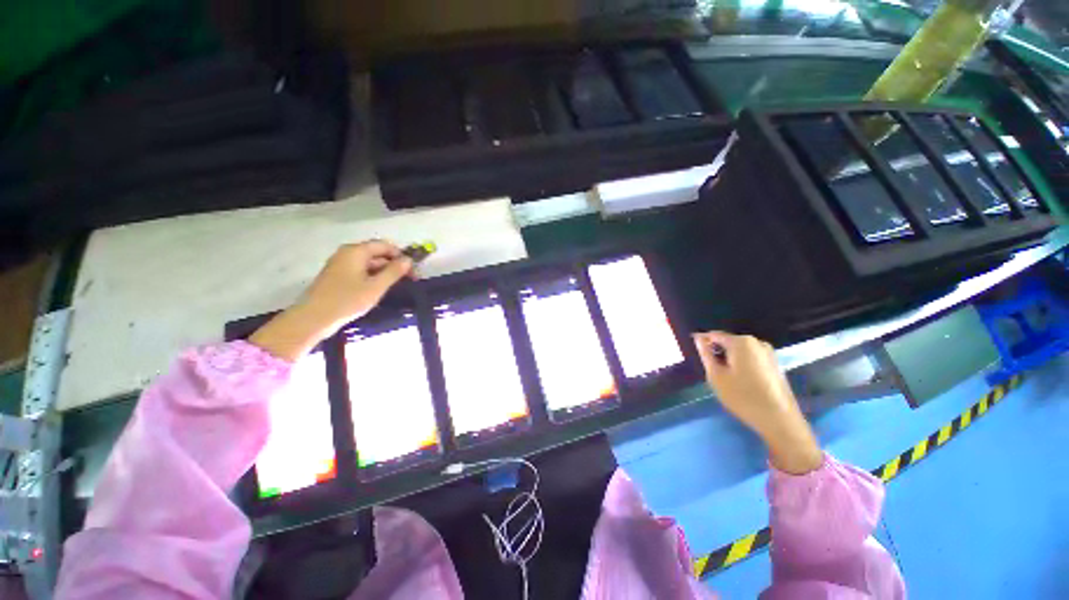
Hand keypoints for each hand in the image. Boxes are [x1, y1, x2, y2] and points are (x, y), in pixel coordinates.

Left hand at [250, 241, 413, 361]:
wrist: (313, 318)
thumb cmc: (347, 300)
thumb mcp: (376, 287)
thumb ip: (394, 272)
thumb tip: (408, 260)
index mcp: (356, 251)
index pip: (385, 245)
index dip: (401, 256)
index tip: (413, 271)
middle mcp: (347, 253)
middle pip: (377, 253)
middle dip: (394, 264)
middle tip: (408, 280)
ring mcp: (340, 264)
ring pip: (369, 263)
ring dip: (384, 272)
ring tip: (396, 286)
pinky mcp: (337, 275)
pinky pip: (360, 270)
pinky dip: (372, 277)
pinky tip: (379, 289)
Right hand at [693, 331, 822, 474]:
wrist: (779, 420)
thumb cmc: (742, 396)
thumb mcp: (716, 375)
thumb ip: (706, 354)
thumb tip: (699, 339)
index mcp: (741, 342)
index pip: (714, 335)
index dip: (703, 342)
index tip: (696, 353)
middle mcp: (757, 342)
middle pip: (729, 342)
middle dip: (718, 352)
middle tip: (710, 370)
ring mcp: (769, 353)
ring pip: (740, 351)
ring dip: (730, 360)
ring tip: (725, 378)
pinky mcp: (776, 365)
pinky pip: (752, 359)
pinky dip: (742, 365)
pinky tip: (741, 382)